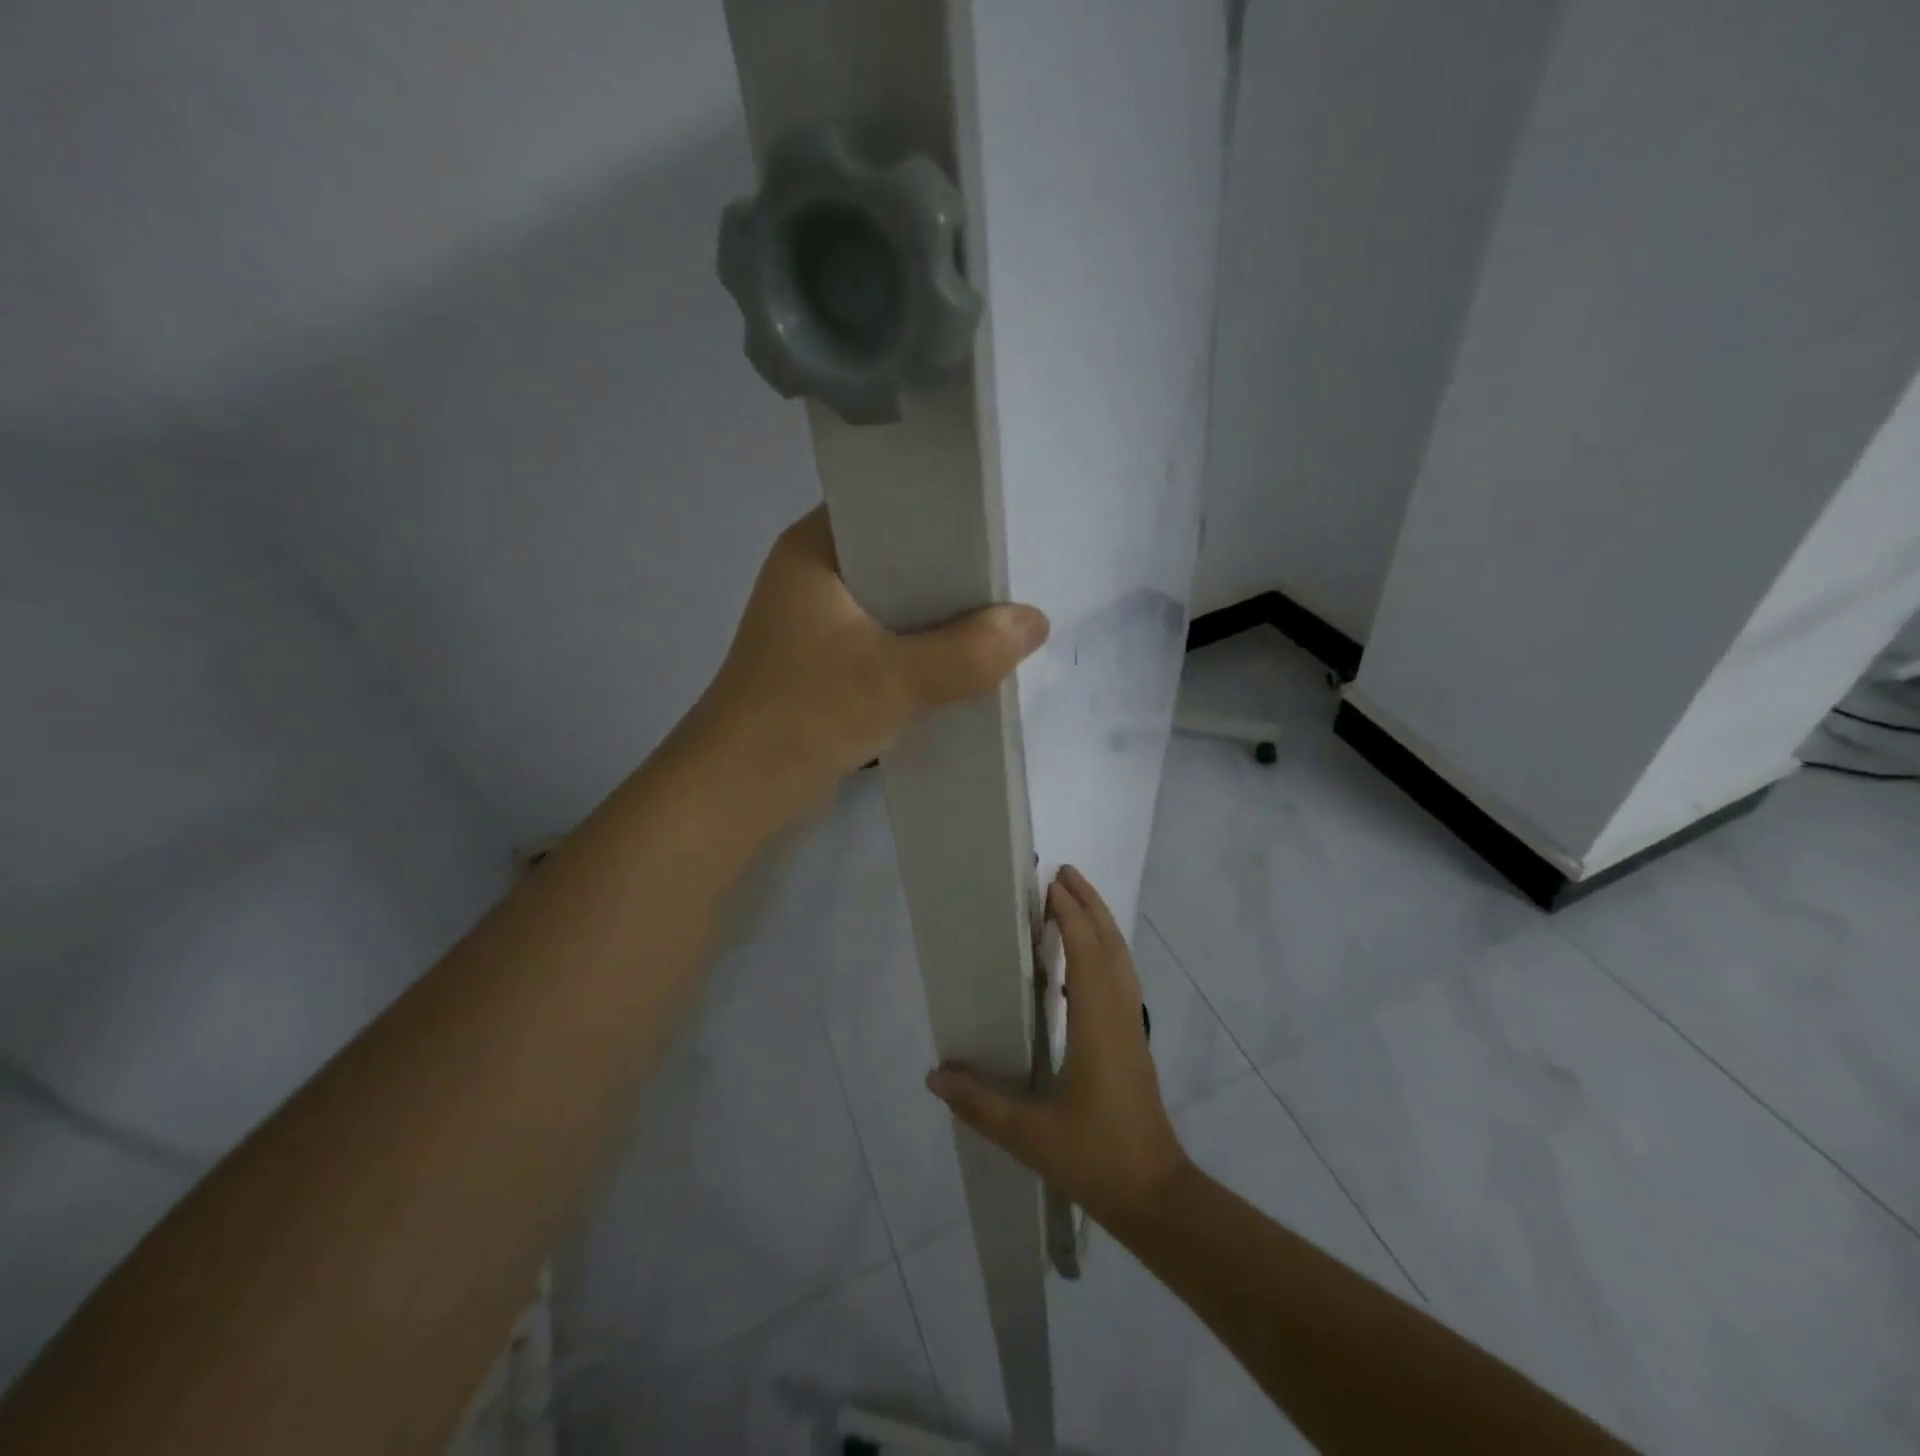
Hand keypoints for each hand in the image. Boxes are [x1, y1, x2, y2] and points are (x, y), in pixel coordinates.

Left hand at [685, 505, 1048, 817]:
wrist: (741, 791)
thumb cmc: (806, 714)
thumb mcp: (895, 679)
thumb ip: (969, 651)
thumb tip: (1035, 622)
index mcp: (815, 548)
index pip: (889, 505)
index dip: (946, 515)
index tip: (1000, 529)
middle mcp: (815, 576)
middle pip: (901, 559)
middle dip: (954, 576)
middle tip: (1014, 578)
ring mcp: (820, 624)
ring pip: (897, 607)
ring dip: (941, 620)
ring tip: (1003, 618)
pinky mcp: (829, 665)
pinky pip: (889, 644)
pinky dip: (922, 653)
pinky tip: (965, 662)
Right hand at [926, 866, 1190, 1229]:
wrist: (1156, 1196)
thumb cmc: (1096, 1158)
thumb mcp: (1030, 1135)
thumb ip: (980, 1103)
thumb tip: (934, 1075)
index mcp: (1097, 1024)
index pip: (1087, 952)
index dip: (1071, 914)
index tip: (1050, 884)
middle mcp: (1120, 1015)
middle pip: (1111, 945)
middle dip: (1090, 905)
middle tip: (1064, 874)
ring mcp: (1132, 1028)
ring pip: (1121, 961)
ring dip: (1101, 926)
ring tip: (1074, 904)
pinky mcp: (1134, 1043)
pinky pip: (1121, 980)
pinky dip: (1104, 955)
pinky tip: (1080, 969)